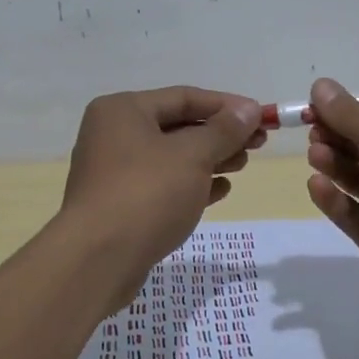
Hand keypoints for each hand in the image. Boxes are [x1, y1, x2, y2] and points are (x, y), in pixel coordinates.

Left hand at [61, 85, 265, 305]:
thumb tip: (249, 110)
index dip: (226, 106)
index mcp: (123, 110)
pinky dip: (192, 184)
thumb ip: (224, 131)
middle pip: (178, 126)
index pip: (184, 97)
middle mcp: (114, 134)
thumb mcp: (192, 156)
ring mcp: (115, 171)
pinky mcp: (121, 204)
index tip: (261, 117)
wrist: (97, 261)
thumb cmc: (146, 194)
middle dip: (220, 135)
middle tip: (258, 144)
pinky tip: (220, 190)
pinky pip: (163, 185)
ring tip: (241, 165)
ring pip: (172, 157)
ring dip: (210, 159)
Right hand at [304, 78, 358, 334]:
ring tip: (314, 156)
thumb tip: (321, 85)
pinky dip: (336, 200)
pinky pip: (354, 215)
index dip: (352, 110)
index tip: (318, 106)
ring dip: (335, 165)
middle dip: (339, 136)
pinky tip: (317, 187)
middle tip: (311, 132)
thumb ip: (352, 116)